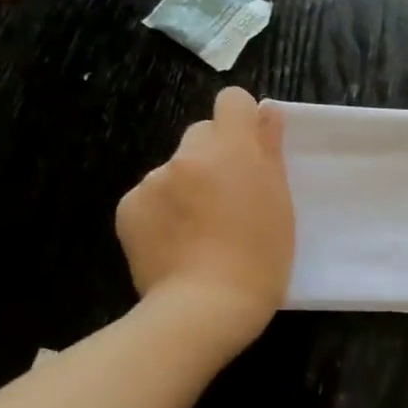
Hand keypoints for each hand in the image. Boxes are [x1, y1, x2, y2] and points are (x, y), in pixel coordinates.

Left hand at [116, 87, 294, 354]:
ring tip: (203, 230)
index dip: (243, 119)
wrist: (206, 306)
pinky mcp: (128, 207)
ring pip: (176, 169)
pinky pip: (151, 196)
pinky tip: (177, 242)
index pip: (231, 101)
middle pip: (202, 135)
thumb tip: (266, 112)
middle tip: (231, 198)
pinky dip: (164, 211)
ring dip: (189, 186)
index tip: (252, 148)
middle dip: (216, 156)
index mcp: (231, 150)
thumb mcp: (280, 203)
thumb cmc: (261, 257)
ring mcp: (152, 181)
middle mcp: (186, 156)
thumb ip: (269, 151)